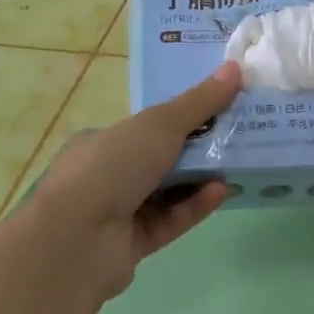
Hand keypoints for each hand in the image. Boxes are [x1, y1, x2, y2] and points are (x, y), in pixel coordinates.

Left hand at [19, 62, 242, 298]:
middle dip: (197, 148)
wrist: (75, 242)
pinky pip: (169, 221)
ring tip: (237, 163)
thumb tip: (236, 68)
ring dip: (200, 177)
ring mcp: (116, 214)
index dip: (182, 116)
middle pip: (160, 158)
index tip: (218, 108)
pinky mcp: (131, 246)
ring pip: (167, 192)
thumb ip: (200, 101)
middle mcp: (105, 175)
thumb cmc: (112, 167)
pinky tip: (222, 191)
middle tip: (238, 135)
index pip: (145, 125)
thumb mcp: (159, 123)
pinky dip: (194, 206)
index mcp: (101, 141)